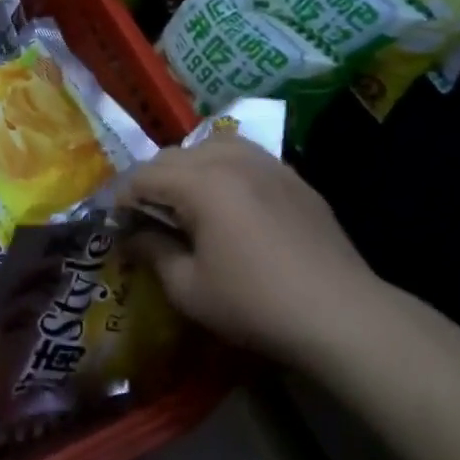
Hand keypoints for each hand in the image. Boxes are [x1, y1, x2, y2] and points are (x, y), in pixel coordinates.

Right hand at [120, 137, 389, 361]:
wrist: (341, 314)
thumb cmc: (255, 303)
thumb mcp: (189, 288)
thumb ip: (153, 252)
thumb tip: (132, 236)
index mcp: (200, 183)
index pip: (143, 176)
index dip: (123, 199)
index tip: (119, 226)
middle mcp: (231, 160)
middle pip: (174, 155)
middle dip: (153, 182)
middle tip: (149, 218)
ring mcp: (267, 164)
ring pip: (211, 146)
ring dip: (189, 168)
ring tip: (189, 202)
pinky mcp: (293, 177)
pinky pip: (246, 157)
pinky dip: (225, 169)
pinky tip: (231, 202)